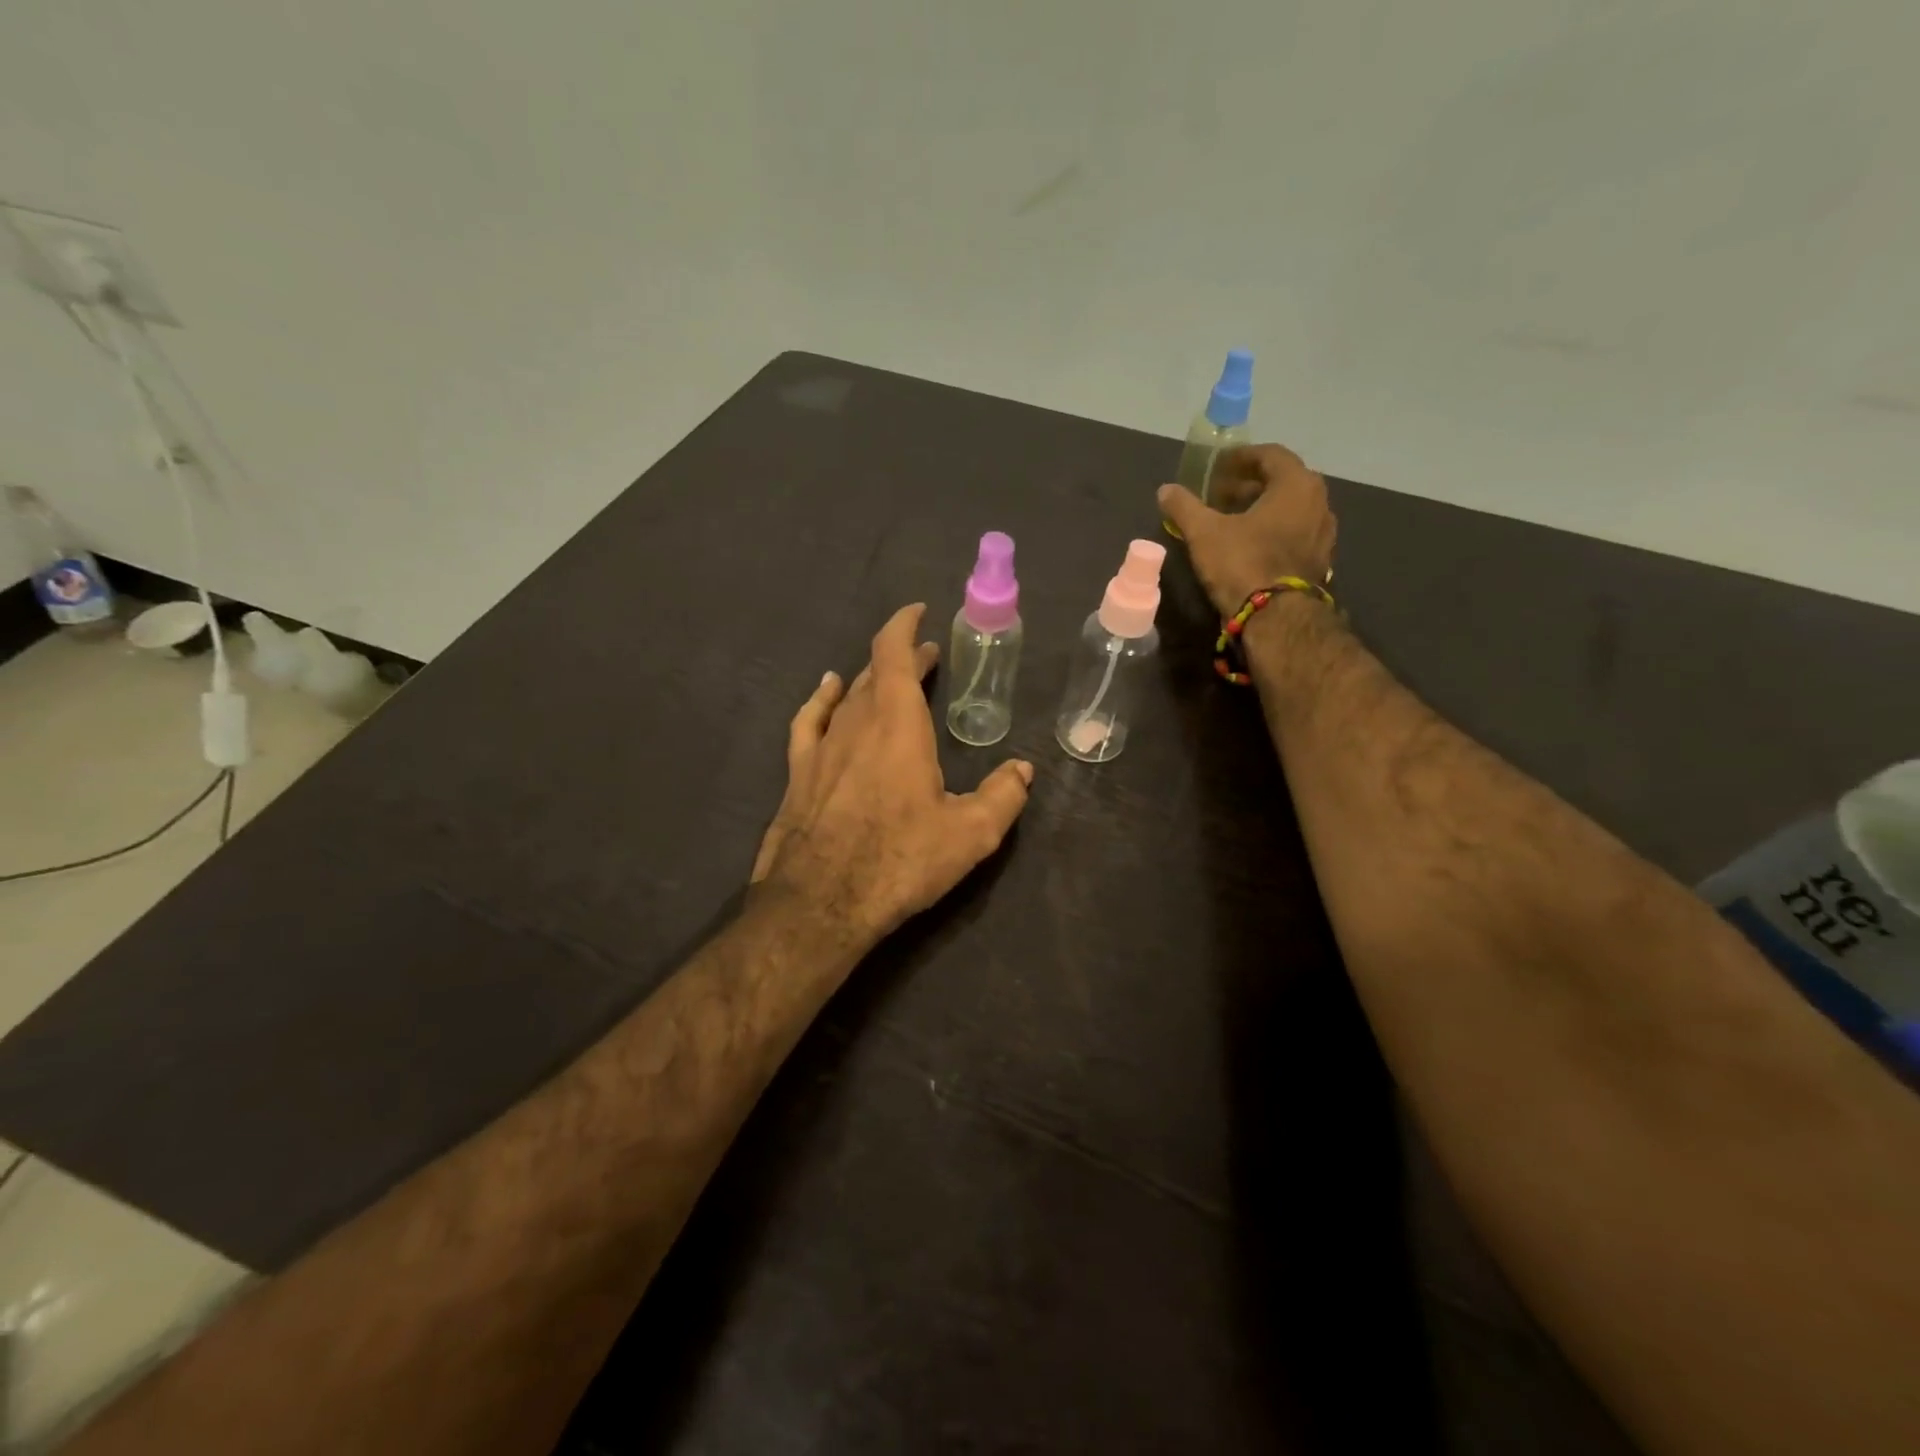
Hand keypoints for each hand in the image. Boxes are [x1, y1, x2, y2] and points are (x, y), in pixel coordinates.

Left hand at [750, 603, 1033, 941]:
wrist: (820, 902)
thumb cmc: (899, 860)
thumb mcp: (970, 834)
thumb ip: (1003, 796)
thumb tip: (1022, 770)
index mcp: (898, 725)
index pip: (894, 654)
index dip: (904, 626)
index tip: (918, 613)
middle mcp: (856, 724)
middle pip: (877, 674)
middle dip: (902, 659)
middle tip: (927, 658)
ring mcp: (822, 747)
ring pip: (847, 697)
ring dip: (870, 679)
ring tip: (887, 675)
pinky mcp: (799, 773)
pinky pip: (810, 721)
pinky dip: (822, 700)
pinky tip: (827, 692)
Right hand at [1158, 444, 1337, 615]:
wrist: (1276, 617)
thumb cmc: (1242, 563)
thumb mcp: (1204, 533)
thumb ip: (1184, 507)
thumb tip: (1165, 490)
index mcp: (1296, 484)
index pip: (1271, 455)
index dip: (1241, 458)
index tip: (1218, 466)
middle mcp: (1319, 502)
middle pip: (1282, 481)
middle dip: (1250, 484)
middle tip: (1221, 494)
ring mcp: (1323, 533)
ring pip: (1290, 509)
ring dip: (1262, 508)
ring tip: (1233, 520)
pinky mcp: (1319, 560)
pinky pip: (1294, 533)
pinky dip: (1273, 530)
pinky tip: (1250, 545)